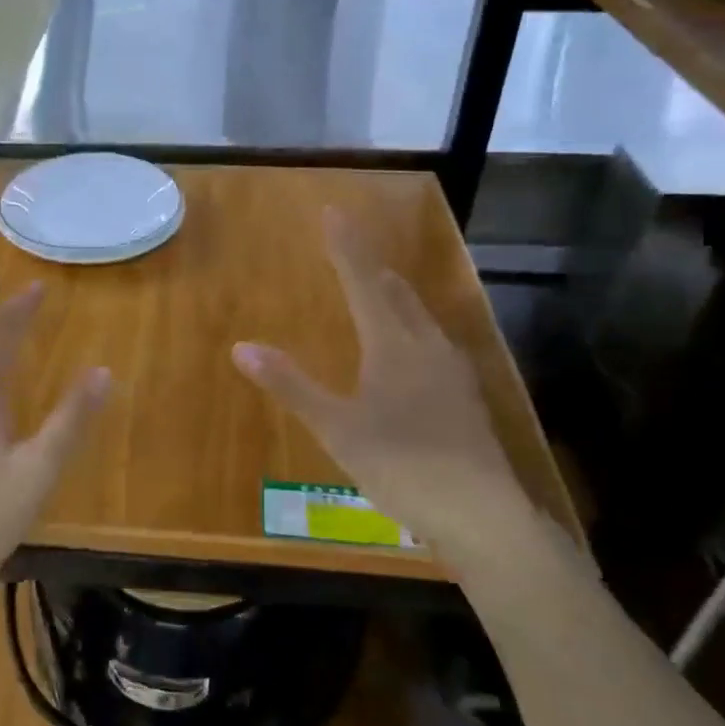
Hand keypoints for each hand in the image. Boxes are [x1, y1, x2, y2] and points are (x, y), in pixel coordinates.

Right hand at [231, 208, 533, 565]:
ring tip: (378, 294)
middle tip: (351, 253)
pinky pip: (434, 345)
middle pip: (397, 294)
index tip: (334, 211)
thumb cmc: (401, 464)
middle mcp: (427, 346)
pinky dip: (412, 331)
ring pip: (421, 319)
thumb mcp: (337, 427)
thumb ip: (291, 385)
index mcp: (393, 344)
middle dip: (371, 269)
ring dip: (395, 299)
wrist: (482, 513)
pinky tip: (412, 354)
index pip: (363, 281)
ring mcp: (453, 372)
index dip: (346, 246)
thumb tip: (242, 347)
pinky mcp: (466, 398)